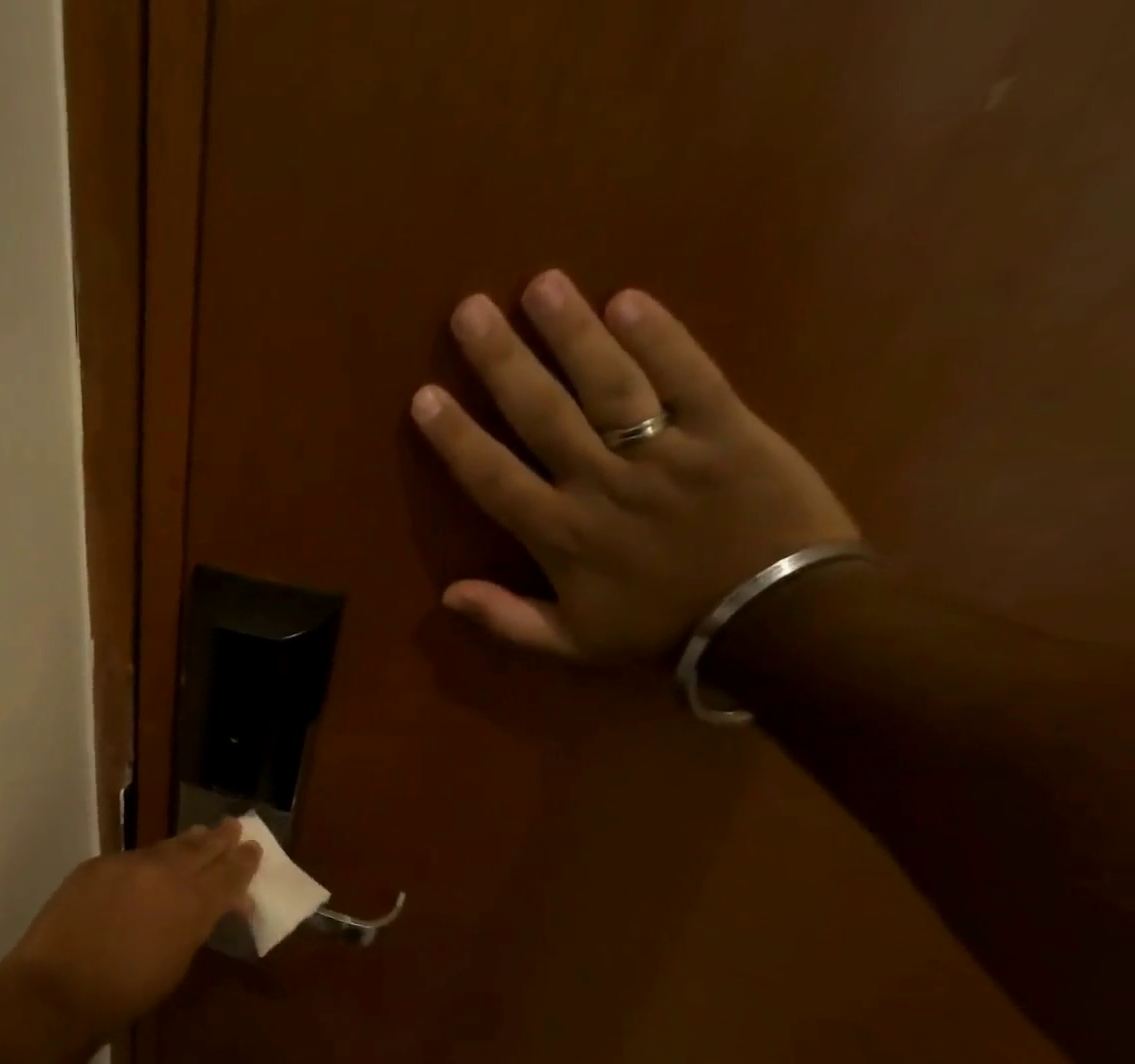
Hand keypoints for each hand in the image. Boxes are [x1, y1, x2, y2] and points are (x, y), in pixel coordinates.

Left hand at [0, 821, 260, 1048]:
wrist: (58, 989)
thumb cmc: (125, 993)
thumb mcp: (176, 963)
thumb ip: (197, 926)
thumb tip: (214, 906)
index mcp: (191, 904)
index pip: (227, 875)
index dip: (243, 862)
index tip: (254, 849)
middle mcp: (164, 874)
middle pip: (200, 849)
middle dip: (220, 839)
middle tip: (235, 826)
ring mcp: (127, 864)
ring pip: (165, 847)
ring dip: (187, 842)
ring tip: (202, 834)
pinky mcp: (97, 865)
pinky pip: (132, 858)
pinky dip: (149, 859)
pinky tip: (152, 862)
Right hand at [411, 271, 858, 663]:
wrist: (774, 622)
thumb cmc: (661, 630)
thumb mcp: (572, 644)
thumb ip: (508, 620)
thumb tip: (448, 594)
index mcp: (562, 536)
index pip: (495, 478)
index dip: (457, 437)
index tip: (425, 397)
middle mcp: (603, 484)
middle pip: (543, 415)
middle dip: (502, 361)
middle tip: (469, 310)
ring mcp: (667, 452)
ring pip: (610, 385)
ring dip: (573, 333)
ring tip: (541, 284)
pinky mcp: (728, 430)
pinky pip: (691, 376)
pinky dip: (662, 337)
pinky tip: (629, 299)